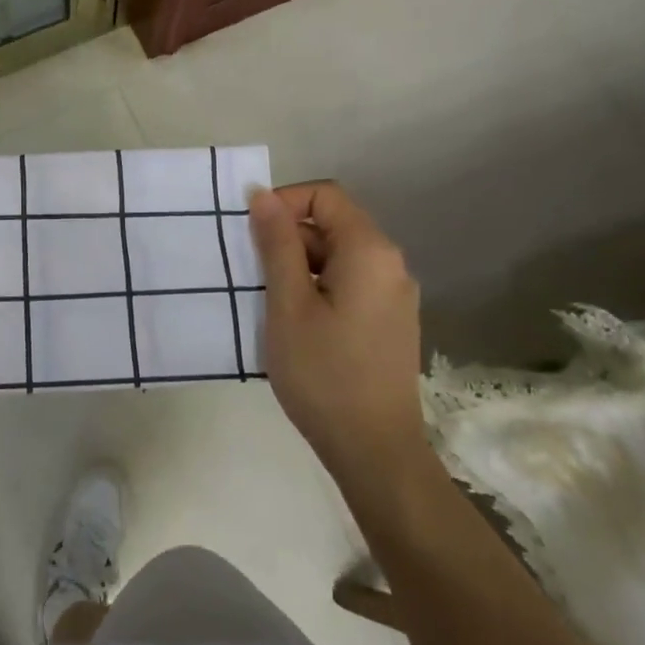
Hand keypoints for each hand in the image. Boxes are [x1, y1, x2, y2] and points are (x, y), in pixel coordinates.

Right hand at [247, 182, 429, 481]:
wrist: (373, 449)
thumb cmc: (324, 372)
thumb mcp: (288, 303)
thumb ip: (276, 243)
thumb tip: (262, 194)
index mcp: (370, 251)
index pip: (325, 196)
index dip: (284, 204)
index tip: (250, 236)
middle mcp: (390, 264)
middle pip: (332, 226)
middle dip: (287, 240)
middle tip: (252, 277)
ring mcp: (393, 295)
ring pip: (337, 258)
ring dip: (298, 268)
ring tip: (269, 305)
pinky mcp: (388, 321)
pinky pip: (348, 284)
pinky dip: (316, 289)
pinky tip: (295, 324)